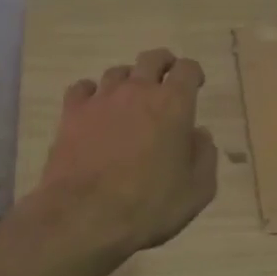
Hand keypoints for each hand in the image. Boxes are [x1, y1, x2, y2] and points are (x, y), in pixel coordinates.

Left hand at [30, 47, 218, 258]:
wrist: (85, 216)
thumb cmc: (149, 205)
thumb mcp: (197, 191)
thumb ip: (204, 156)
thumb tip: (199, 134)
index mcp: (173, 104)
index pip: (187, 69)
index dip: (193, 73)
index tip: (195, 84)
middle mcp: (138, 91)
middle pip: (152, 59)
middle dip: (163, 64)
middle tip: (166, 80)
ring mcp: (101, 99)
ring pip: (117, 72)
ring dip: (128, 80)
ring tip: (129, 99)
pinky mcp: (72, 113)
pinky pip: (82, 89)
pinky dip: (91, 93)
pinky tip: (94, 108)